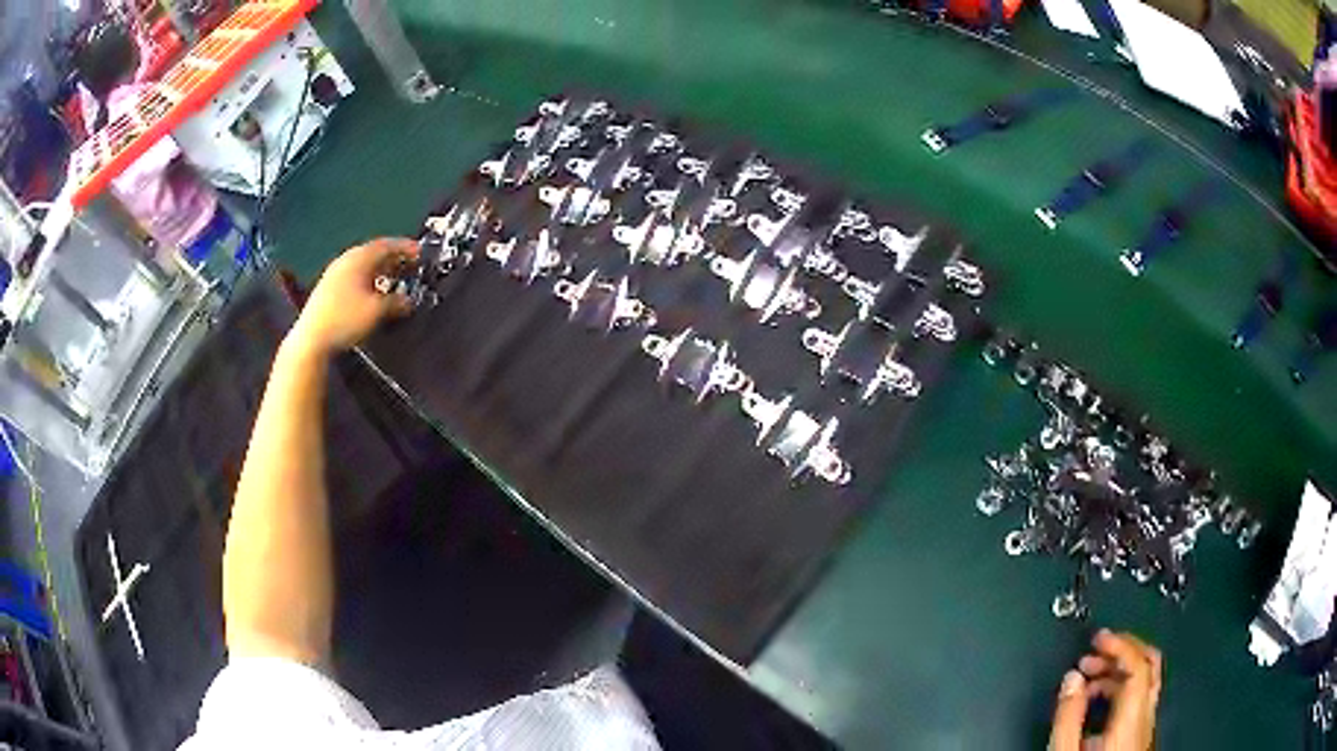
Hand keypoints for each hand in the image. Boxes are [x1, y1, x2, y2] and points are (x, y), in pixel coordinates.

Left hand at [289, 238, 418, 357]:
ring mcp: (335, 273)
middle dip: (393, 259)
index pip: (387, 245)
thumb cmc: (345, 320)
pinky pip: (354, 276)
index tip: (420, 253)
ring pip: (363, 265)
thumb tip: (408, 302)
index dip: (405, 248)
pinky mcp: (328, 288)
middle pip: (374, 253)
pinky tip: (373, 293)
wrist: (312, 339)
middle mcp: (346, 260)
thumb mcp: (377, 311)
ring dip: (380, 270)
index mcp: (359, 258)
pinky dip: (368, 279)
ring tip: (394, 280)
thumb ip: (396, 303)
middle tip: (409, 266)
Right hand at [1050, 629, 1161, 750]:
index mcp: (1132, 719)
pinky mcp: (1138, 735)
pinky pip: (1136, 700)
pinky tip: (1094, 702)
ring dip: (1117, 672)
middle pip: (1150, 666)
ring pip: (1143, 682)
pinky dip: (1117, 690)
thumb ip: (1069, 715)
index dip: (1121, 644)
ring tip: (1086, 678)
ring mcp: (1144, 727)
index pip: (1139, 664)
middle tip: (1096, 650)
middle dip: (1122, 651)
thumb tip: (1072, 678)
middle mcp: (1145, 718)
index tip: (1099, 637)